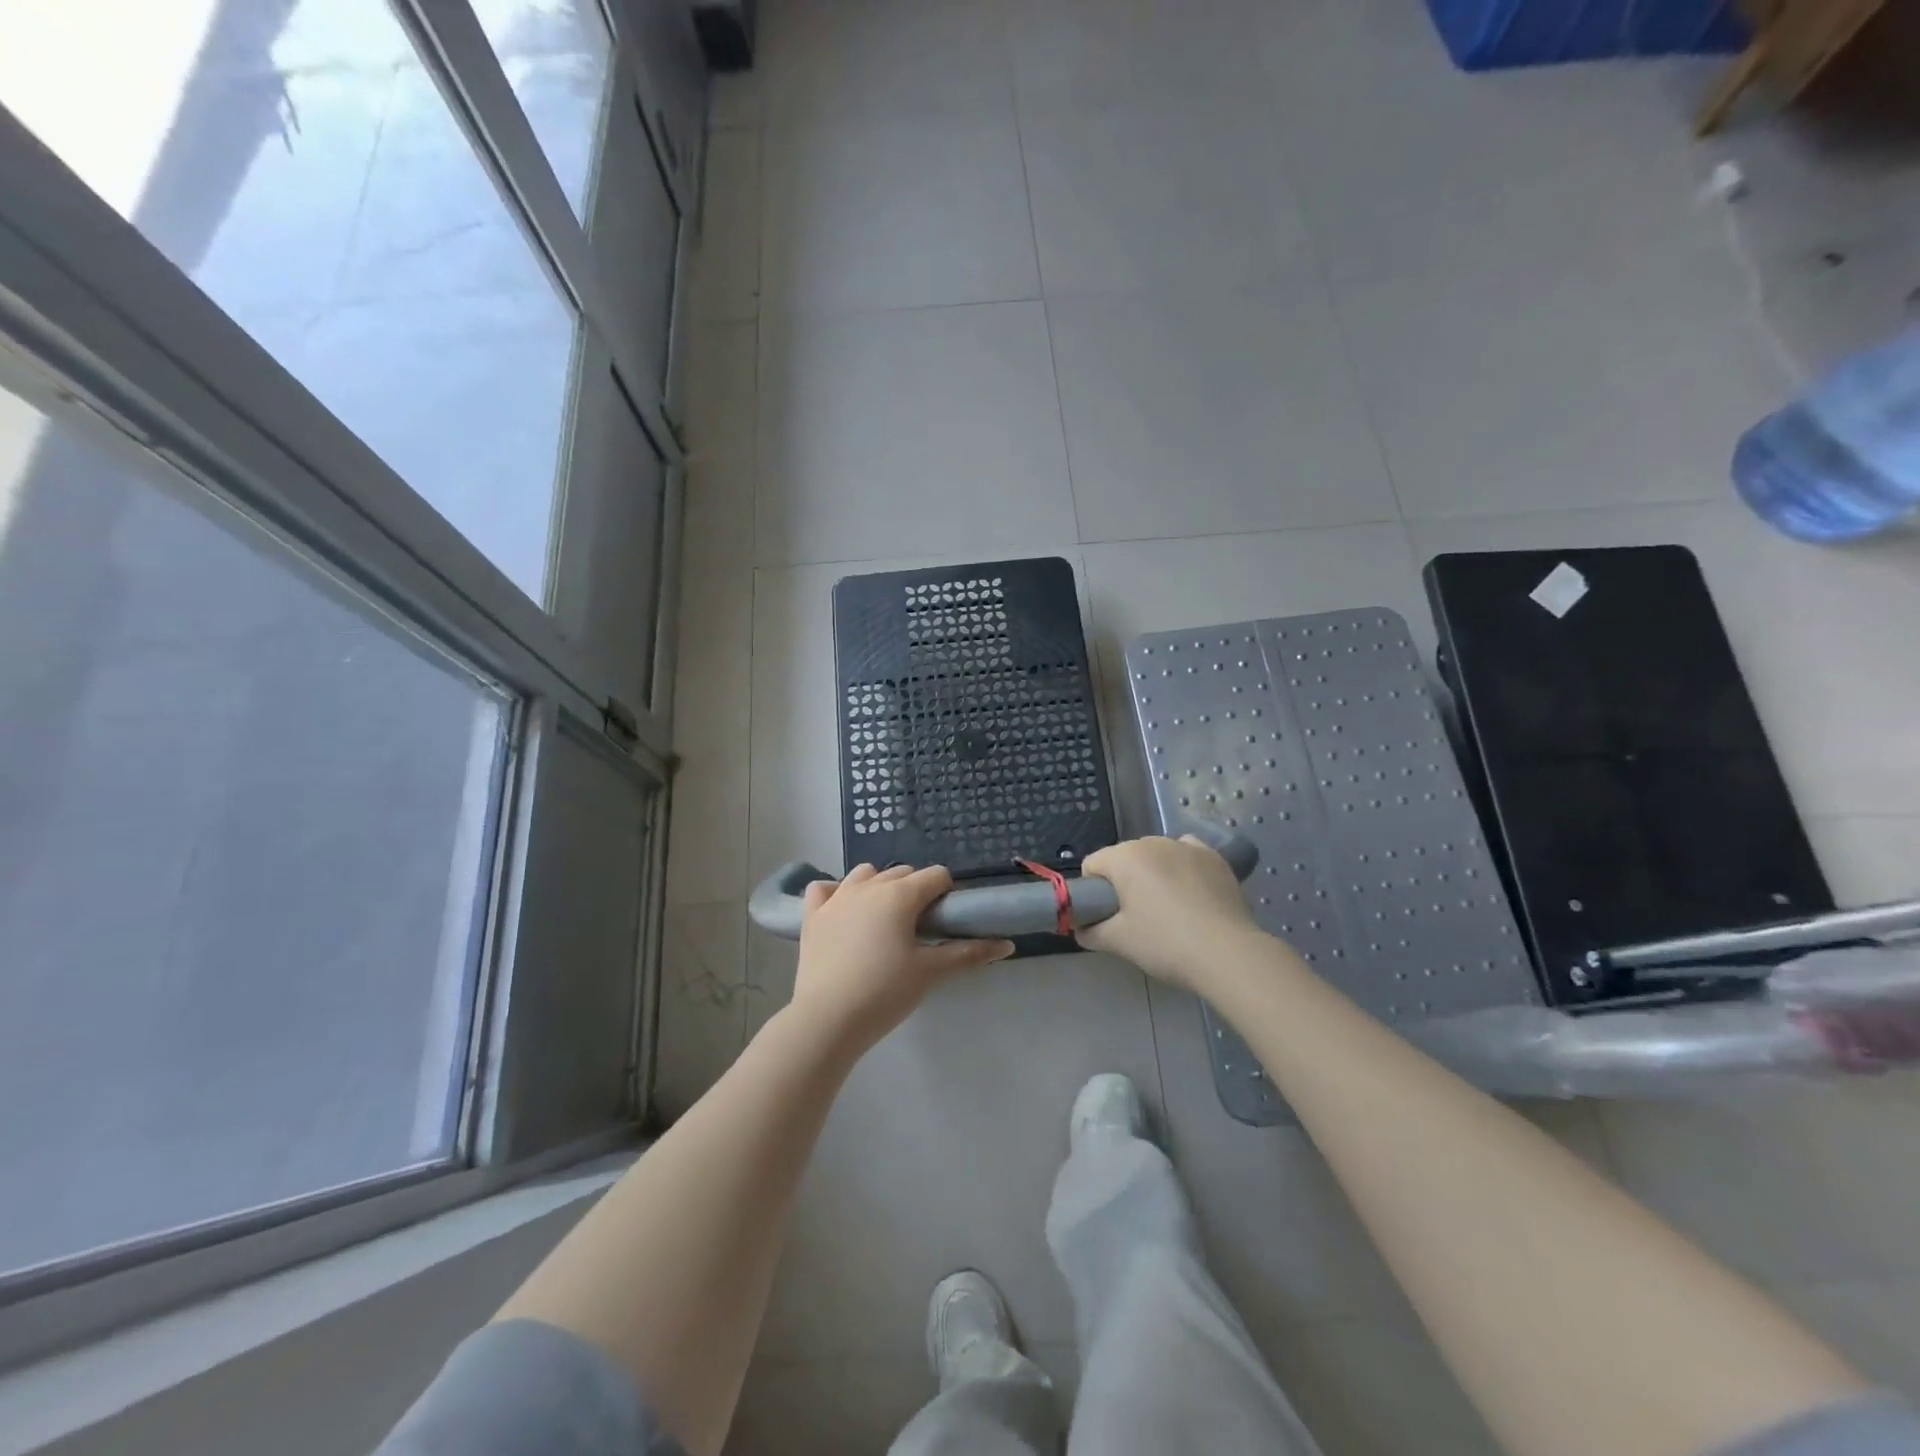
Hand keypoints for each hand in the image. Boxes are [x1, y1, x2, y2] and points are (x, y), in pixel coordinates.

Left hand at [792, 864, 1014, 1052]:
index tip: (945, 921)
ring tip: (883, 921)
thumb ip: (969, 953)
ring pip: (865, 874)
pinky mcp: (812, 915)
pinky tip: (843, 913)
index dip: (946, 894)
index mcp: (900, 895)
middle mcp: (868, 886)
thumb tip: (1007, 944)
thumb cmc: (885, 992)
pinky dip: (836, 894)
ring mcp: (836, 897)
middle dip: (916, 891)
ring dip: (879, 887)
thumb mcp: (931, 972)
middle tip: (919, 929)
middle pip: (903, 873)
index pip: (936, 875)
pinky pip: (824, 888)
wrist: (827, 1019)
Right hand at [1076, 835, 1266, 994]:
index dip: (1092, 891)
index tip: (1106, 916)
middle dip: (1124, 881)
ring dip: (1154, 874)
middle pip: (1125, 858)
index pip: (1092, 865)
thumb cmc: (1165, 943)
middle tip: (1136, 918)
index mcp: (1125, 857)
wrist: (1227, 954)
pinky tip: (1191, 893)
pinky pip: (1187, 855)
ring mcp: (1188, 846)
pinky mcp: (1215, 858)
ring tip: (1168, 908)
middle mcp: (1154, 841)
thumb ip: (1091, 932)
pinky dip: (1183, 868)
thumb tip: (1080, 929)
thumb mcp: (1119, 942)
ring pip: (1157, 855)